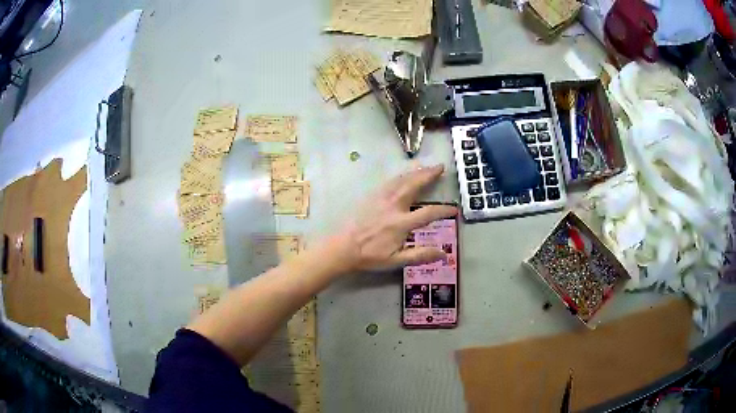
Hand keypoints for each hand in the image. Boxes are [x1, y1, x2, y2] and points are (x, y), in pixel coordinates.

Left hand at [326, 164, 457, 271]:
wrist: (342, 248)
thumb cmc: (369, 256)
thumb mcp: (396, 260)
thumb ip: (420, 255)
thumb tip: (443, 254)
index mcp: (401, 223)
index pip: (428, 213)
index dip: (444, 210)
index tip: (453, 209)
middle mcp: (393, 206)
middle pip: (414, 186)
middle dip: (429, 175)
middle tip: (440, 167)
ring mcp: (381, 199)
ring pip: (401, 180)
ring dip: (415, 171)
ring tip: (426, 165)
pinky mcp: (371, 196)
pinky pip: (388, 182)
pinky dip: (400, 175)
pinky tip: (404, 174)